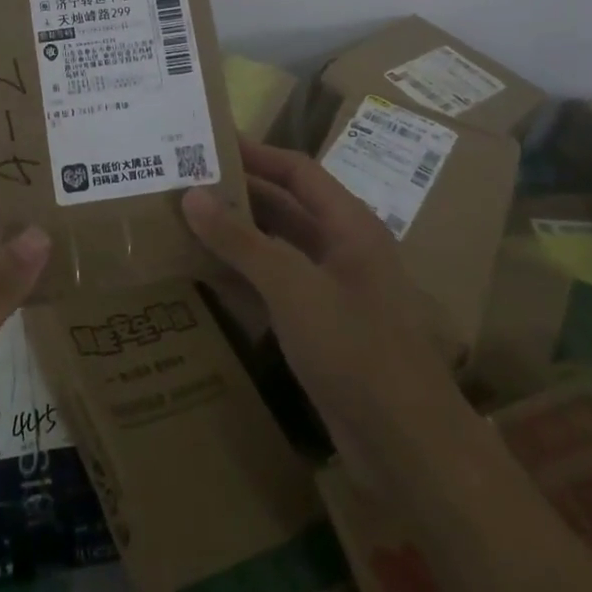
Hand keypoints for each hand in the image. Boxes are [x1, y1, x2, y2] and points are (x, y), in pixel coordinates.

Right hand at [182, 139, 462, 479]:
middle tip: (185, 184)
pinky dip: (243, 277)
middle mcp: (342, 250)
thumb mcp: (292, 286)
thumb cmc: (355, 348)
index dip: (257, 153)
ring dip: (237, 237)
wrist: (406, 447)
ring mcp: (332, 291)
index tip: (210, 144)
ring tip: (184, 223)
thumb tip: (191, 195)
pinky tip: (205, 276)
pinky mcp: (320, 329)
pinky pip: (275, 288)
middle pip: (285, 207)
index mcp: (349, 225)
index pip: (298, 171)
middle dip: (239, 195)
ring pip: (277, 249)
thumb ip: (240, 240)